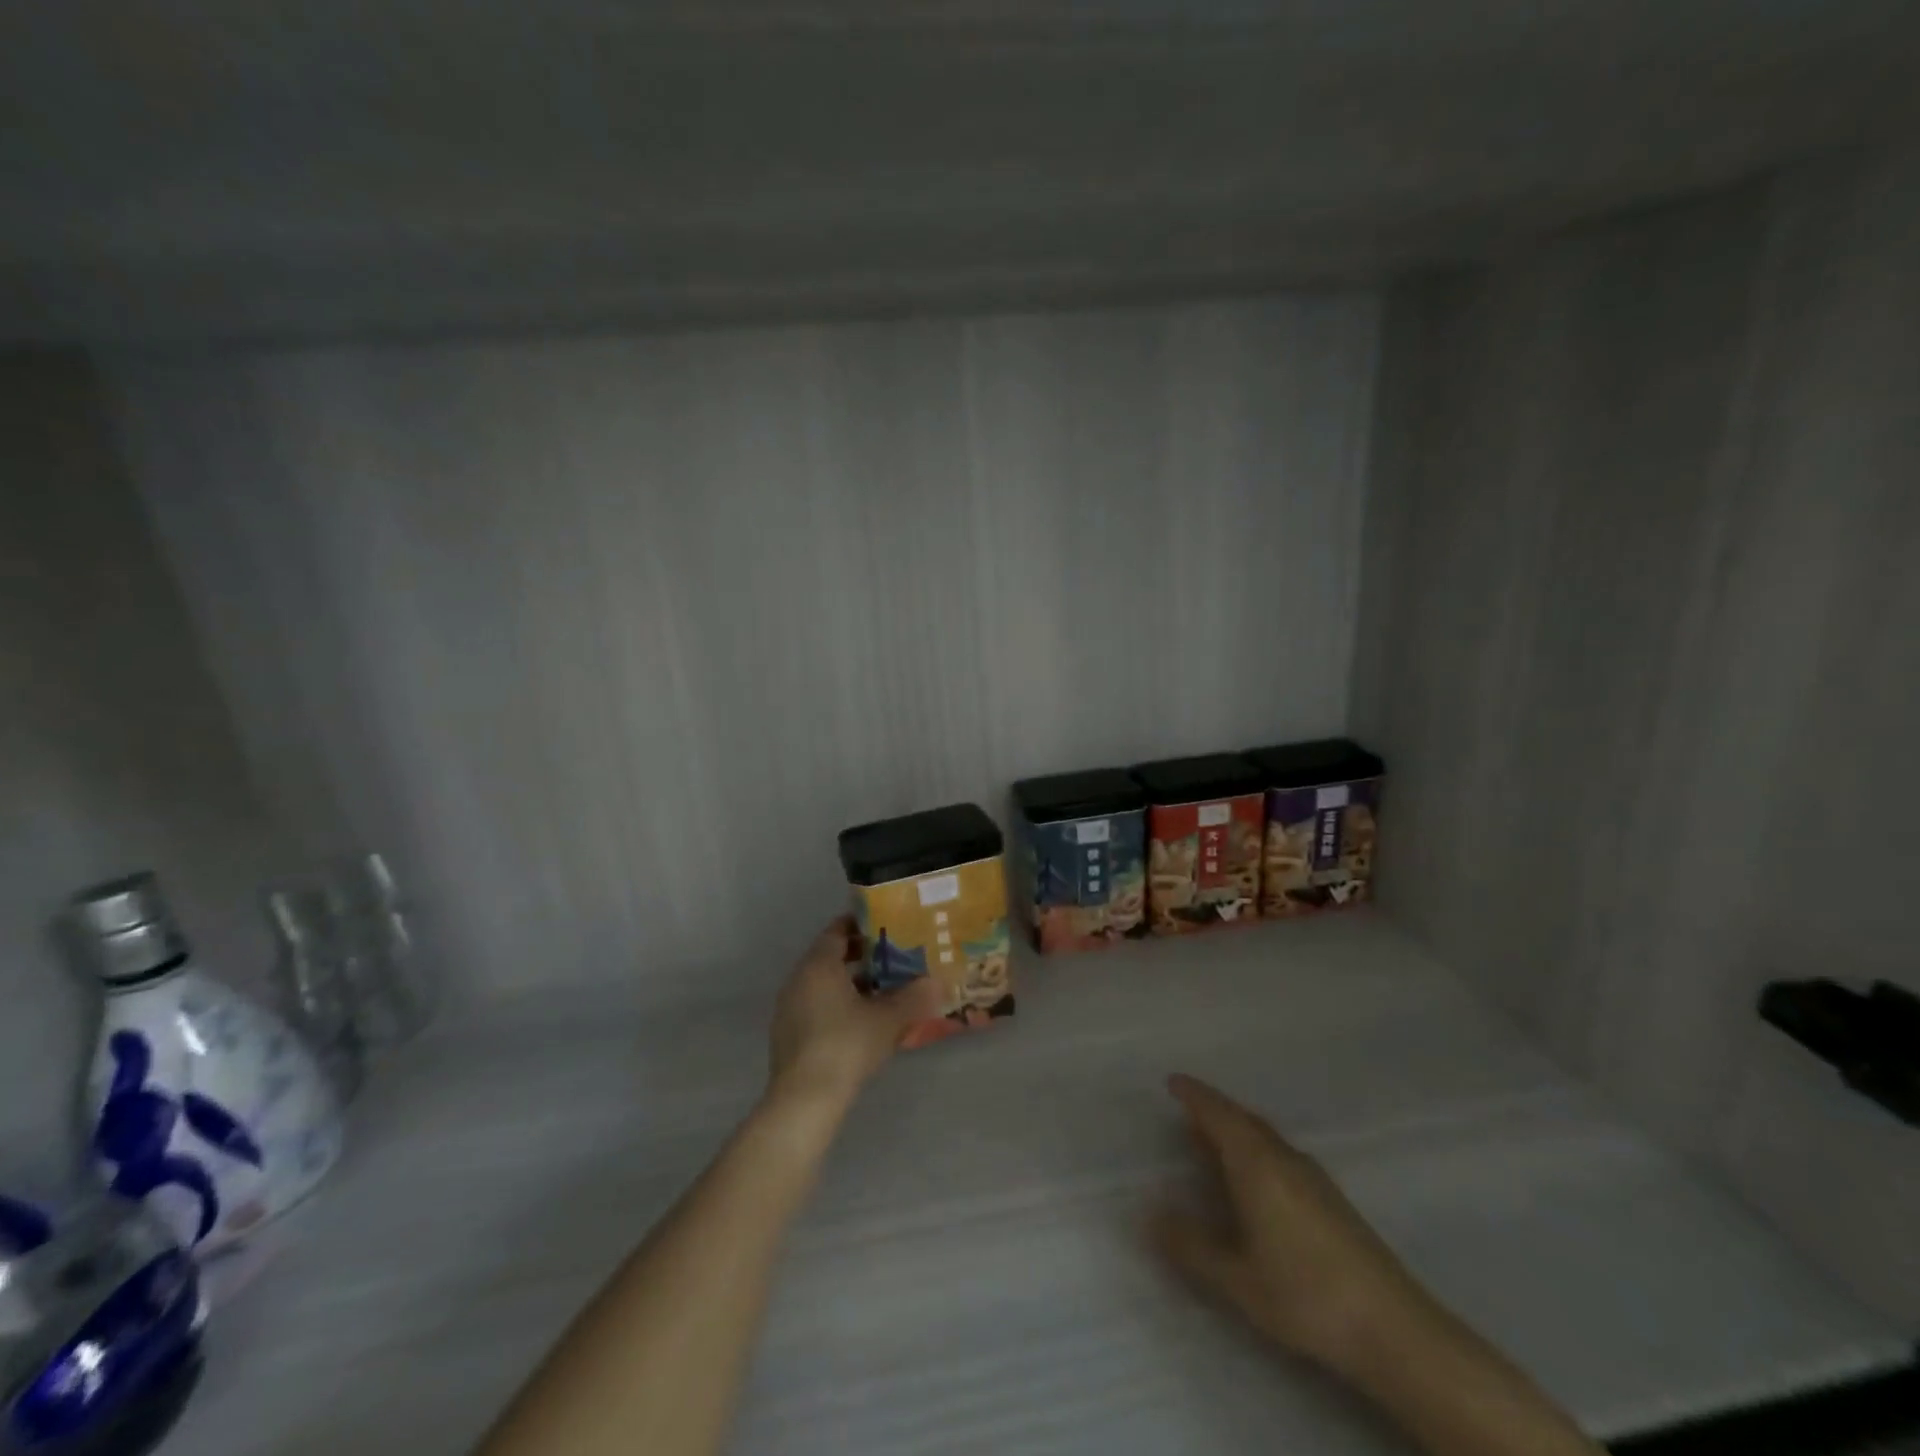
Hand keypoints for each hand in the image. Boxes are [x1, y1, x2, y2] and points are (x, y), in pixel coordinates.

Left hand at [766, 916, 943, 1113]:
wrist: (805, 1100)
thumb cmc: (847, 1045)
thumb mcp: (889, 1019)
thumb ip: (914, 997)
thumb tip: (938, 982)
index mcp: (819, 965)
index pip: (837, 930)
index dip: (861, 925)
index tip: (886, 926)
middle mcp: (799, 979)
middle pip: (830, 956)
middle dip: (860, 955)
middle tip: (892, 957)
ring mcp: (789, 1007)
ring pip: (822, 983)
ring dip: (849, 982)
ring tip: (882, 990)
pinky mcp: (787, 1034)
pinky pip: (815, 1005)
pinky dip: (836, 1003)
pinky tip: (860, 1021)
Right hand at [1151, 1074, 1431, 1373]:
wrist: (1393, 1327)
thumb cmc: (1304, 1293)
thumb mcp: (1236, 1277)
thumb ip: (1190, 1244)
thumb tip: (1150, 1213)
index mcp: (1256, 1163)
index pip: (1218, 1113)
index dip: (1194, 1095)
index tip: (1172, 1081)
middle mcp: (1283, 1157)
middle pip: (1243, 1119)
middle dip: (1214, 1109)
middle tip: (1187, 1109)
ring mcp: (1312, 1176)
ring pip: (1264, 1137)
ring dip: (1236, 1130)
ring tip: (1213, 1140)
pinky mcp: (1331, 1198)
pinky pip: (1279, 1153)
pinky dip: (1256, 1149)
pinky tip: (1255, 1178)